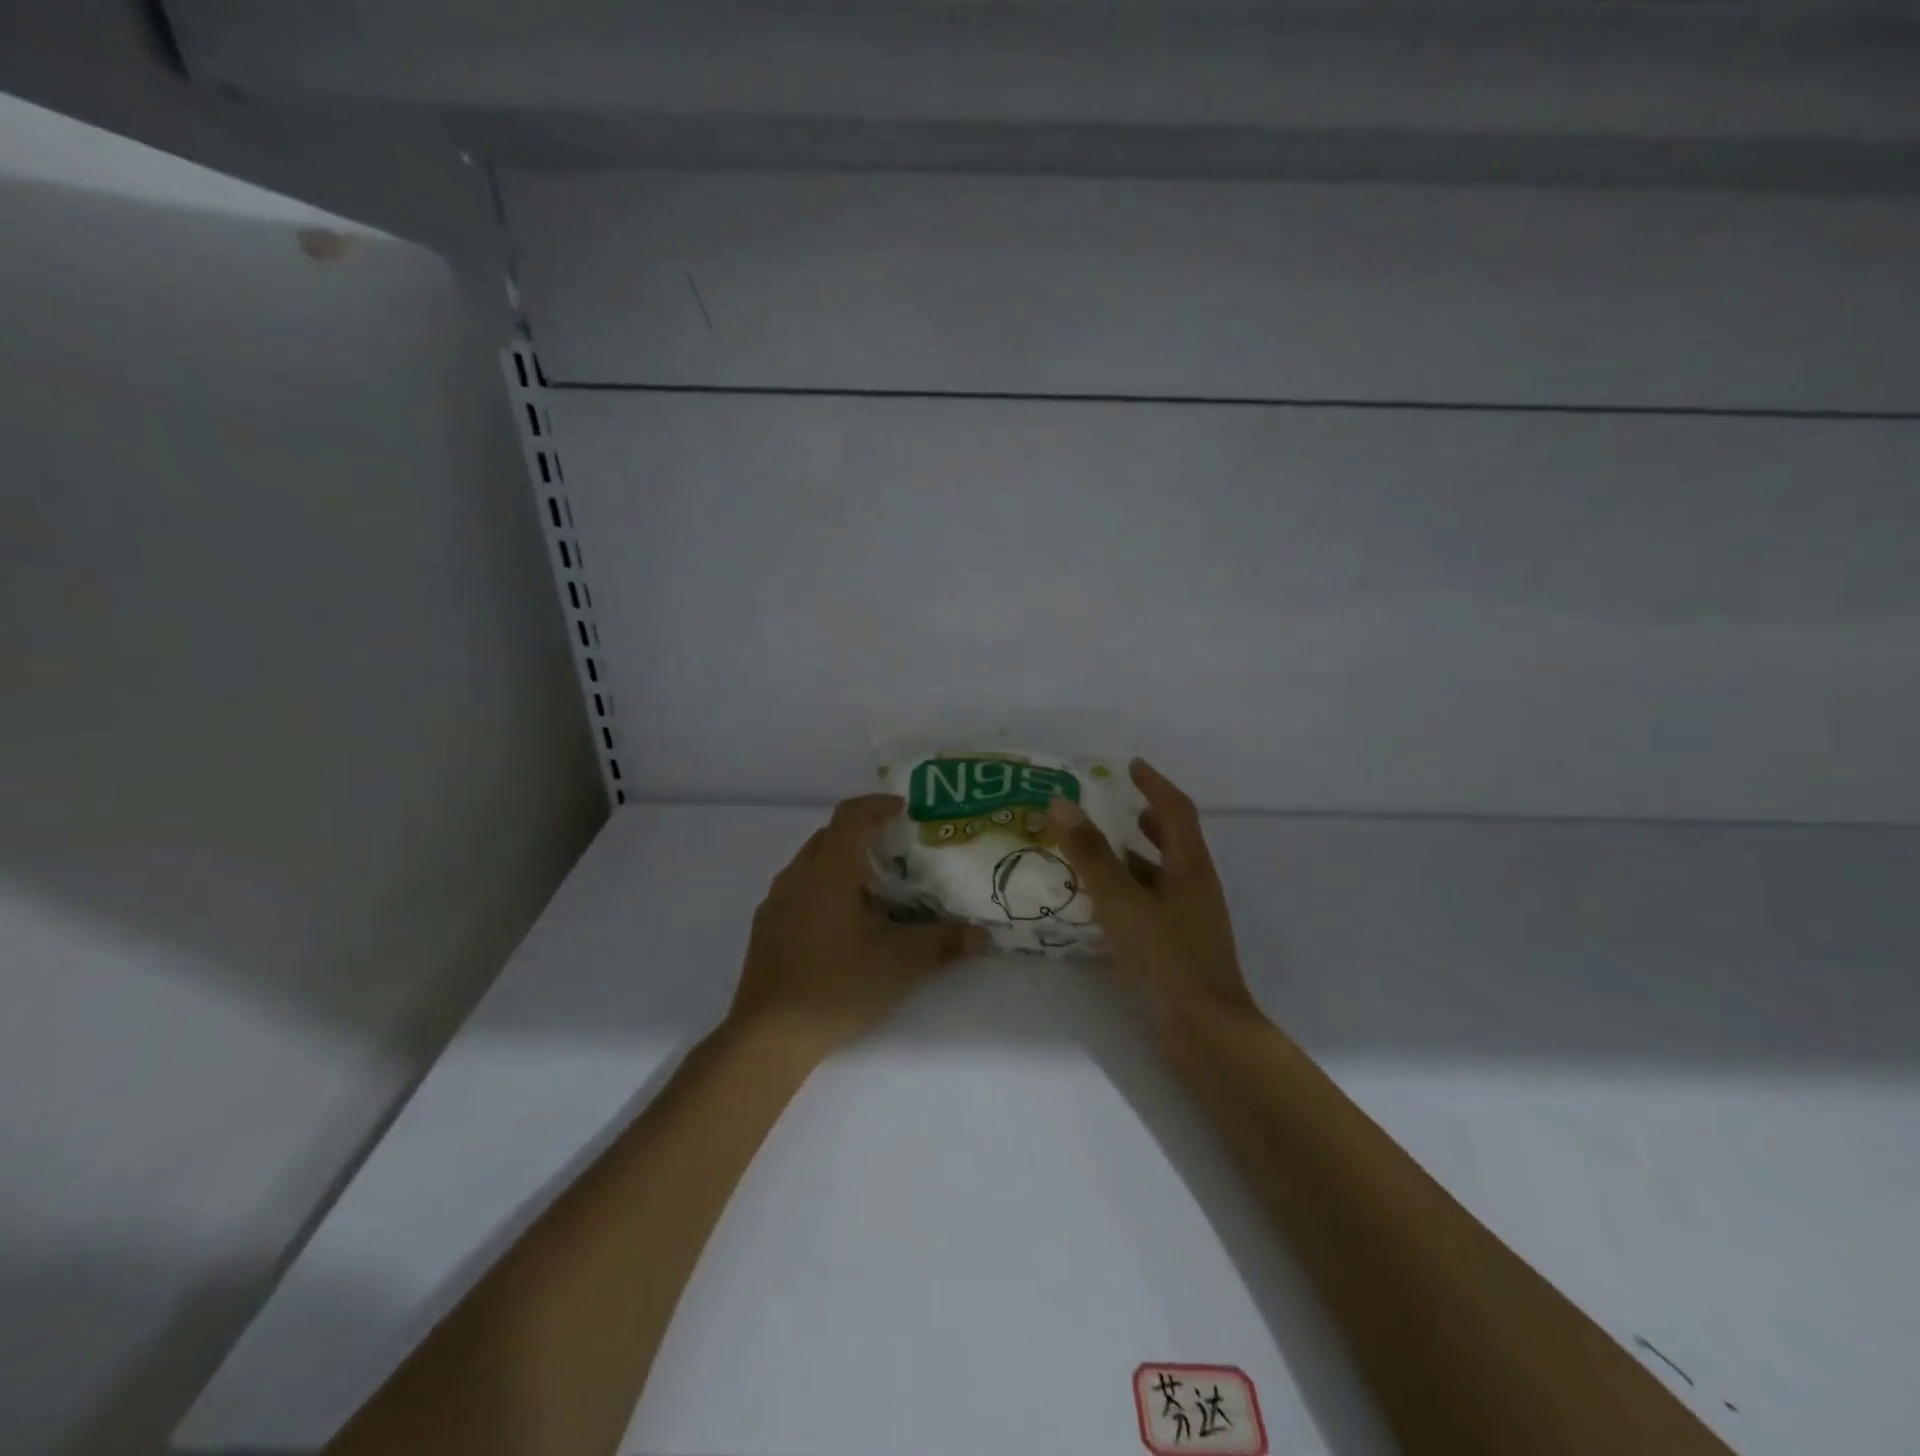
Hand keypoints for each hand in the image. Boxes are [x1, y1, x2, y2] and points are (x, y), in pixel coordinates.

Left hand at [730, 794, 984, 1053]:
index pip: (850, 815)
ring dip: (841, 863)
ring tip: (873, 889)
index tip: (904, 810)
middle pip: (829, 836)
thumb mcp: (900, 963)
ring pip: (811, 864)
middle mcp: (797, 875)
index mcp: (829, 870)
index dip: (877, 805)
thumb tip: (981, 935)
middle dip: (861, 834)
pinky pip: (798, 890)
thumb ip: (943, 943)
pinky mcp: (766, 928)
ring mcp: (775, 902)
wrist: (769, 1035)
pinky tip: (842, 925)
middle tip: (896, 851)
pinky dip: (822, 889)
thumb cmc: (837, 984)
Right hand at [1047, 760, 1261, 1037]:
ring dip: (1134, 854)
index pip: (1176, 810)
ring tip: (1097, 847)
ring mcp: (1190, 918)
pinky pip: (1152, 902)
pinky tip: (1101, 902)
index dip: (1154, 784)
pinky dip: (1129, 889)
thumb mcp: (1121, 902)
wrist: (1205, 1032)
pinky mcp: (1179, 945)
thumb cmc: (1166, 960)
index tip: (1130, 765)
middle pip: (1174, 839)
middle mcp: (1195, 886)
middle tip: (1111, 804)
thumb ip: (1091, 855)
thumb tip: (1061, 803)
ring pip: (1161, 873)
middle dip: (1145, 817)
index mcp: (1189, 867)